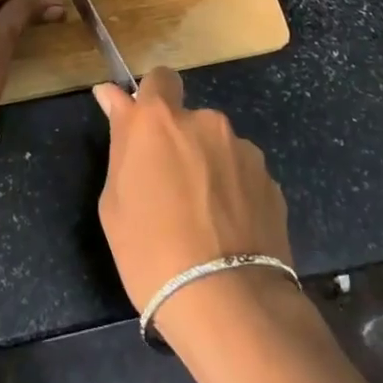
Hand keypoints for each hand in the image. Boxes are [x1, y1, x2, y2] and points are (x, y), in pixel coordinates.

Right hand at [93, 68, 293, 345]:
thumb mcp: (114, 201)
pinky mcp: (271, 182)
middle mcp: (205, 122)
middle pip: (189, 120)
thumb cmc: (151, 252)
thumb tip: (112, 96)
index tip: (143, 127)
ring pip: (218, 150)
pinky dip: (234, 193)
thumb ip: (120, 140)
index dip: (151, 98)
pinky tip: (229, 233)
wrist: (228, 303)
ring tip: (204, 221)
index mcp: (159, 120)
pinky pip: (242, 177)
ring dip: (209, 169)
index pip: (158, 79)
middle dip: (179, 143)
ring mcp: (243, 150)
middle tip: (169, 190)